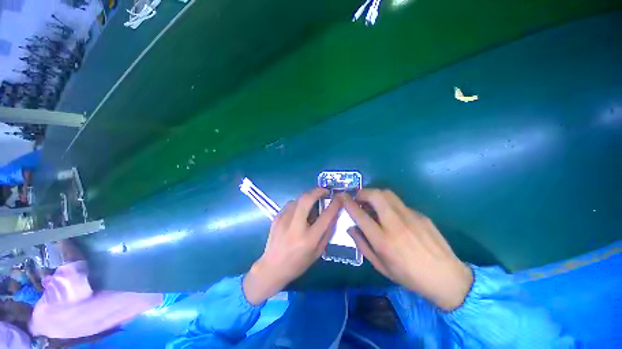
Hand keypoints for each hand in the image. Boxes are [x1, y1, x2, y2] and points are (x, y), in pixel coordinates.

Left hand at [243, 188, 340, 304]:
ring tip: (313, 201)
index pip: (326, 216)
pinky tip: (300, 211)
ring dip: (307, 197)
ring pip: (298, 199)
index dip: (334, 204)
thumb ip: (327, 232)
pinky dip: (298, 203)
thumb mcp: (318, 252)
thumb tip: (334, 214)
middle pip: (307, 199)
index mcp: (309, 238)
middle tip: (325, 191)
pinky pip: (290, 204)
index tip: (339, 197)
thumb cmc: (298, 263)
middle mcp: (295, 226)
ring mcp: (283, 220)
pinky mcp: (276, 217)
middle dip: (318, 191)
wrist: (272, 267)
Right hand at [342, 190, 472, 310]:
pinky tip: (393, 216)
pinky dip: (390, 205)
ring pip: (388, 194)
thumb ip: (362, 245)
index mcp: (383, 240)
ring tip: (372, 203)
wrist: (446, 277)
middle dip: (362, 192)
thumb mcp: (380, 266)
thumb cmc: (409, 276)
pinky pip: (399, 204)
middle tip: (359, 198)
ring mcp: (410, 217)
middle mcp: (395, 224)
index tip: (341, 196)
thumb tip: (351, 227)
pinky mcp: (420, 215)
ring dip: (375, 194)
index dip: (347, 202)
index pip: (360, 214)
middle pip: (375, 195)